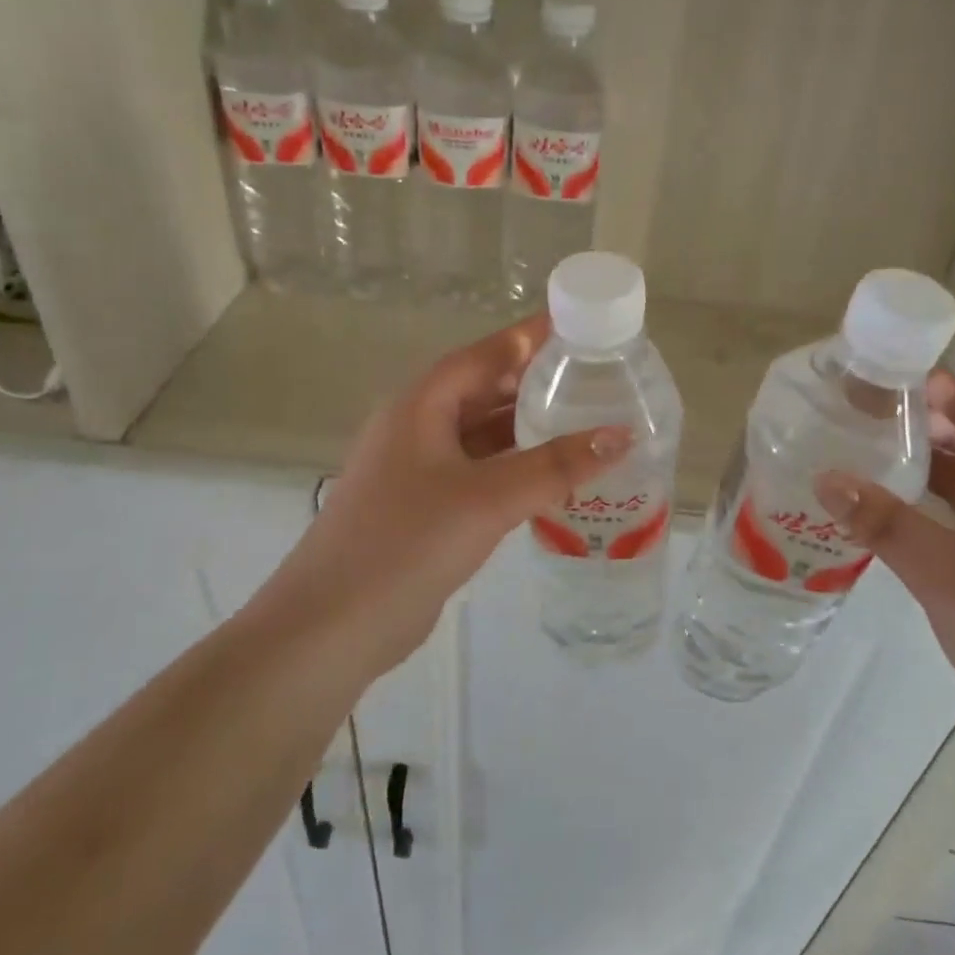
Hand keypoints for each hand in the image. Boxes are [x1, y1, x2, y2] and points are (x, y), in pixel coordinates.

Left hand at [260, 314, 631, 676]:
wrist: (332, 627)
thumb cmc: (406, 543)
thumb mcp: (488, 498)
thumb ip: (556, 466)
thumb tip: (623, 435)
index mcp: (422, 404)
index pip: (487, 353)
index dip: (533, 336)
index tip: (583, 326)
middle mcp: (419, 426)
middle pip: (486, 389)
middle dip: (538, 382)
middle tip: (598, 377)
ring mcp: (419, 468)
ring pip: (484, 433)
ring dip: (529, 427)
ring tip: (587, 420)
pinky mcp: (426, 506)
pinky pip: (481, 470)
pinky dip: (516, 466)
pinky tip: (554, 475)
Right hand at [814, 373, 954, 784]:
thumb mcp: (946, 575)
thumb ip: (884, 522)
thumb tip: (825, 476)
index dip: (943, 392)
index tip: (888, 374)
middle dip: (929, 429)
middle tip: (867, 414)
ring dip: (930, 473)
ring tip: (872, 454)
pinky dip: (936, 513)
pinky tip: (895, 516)